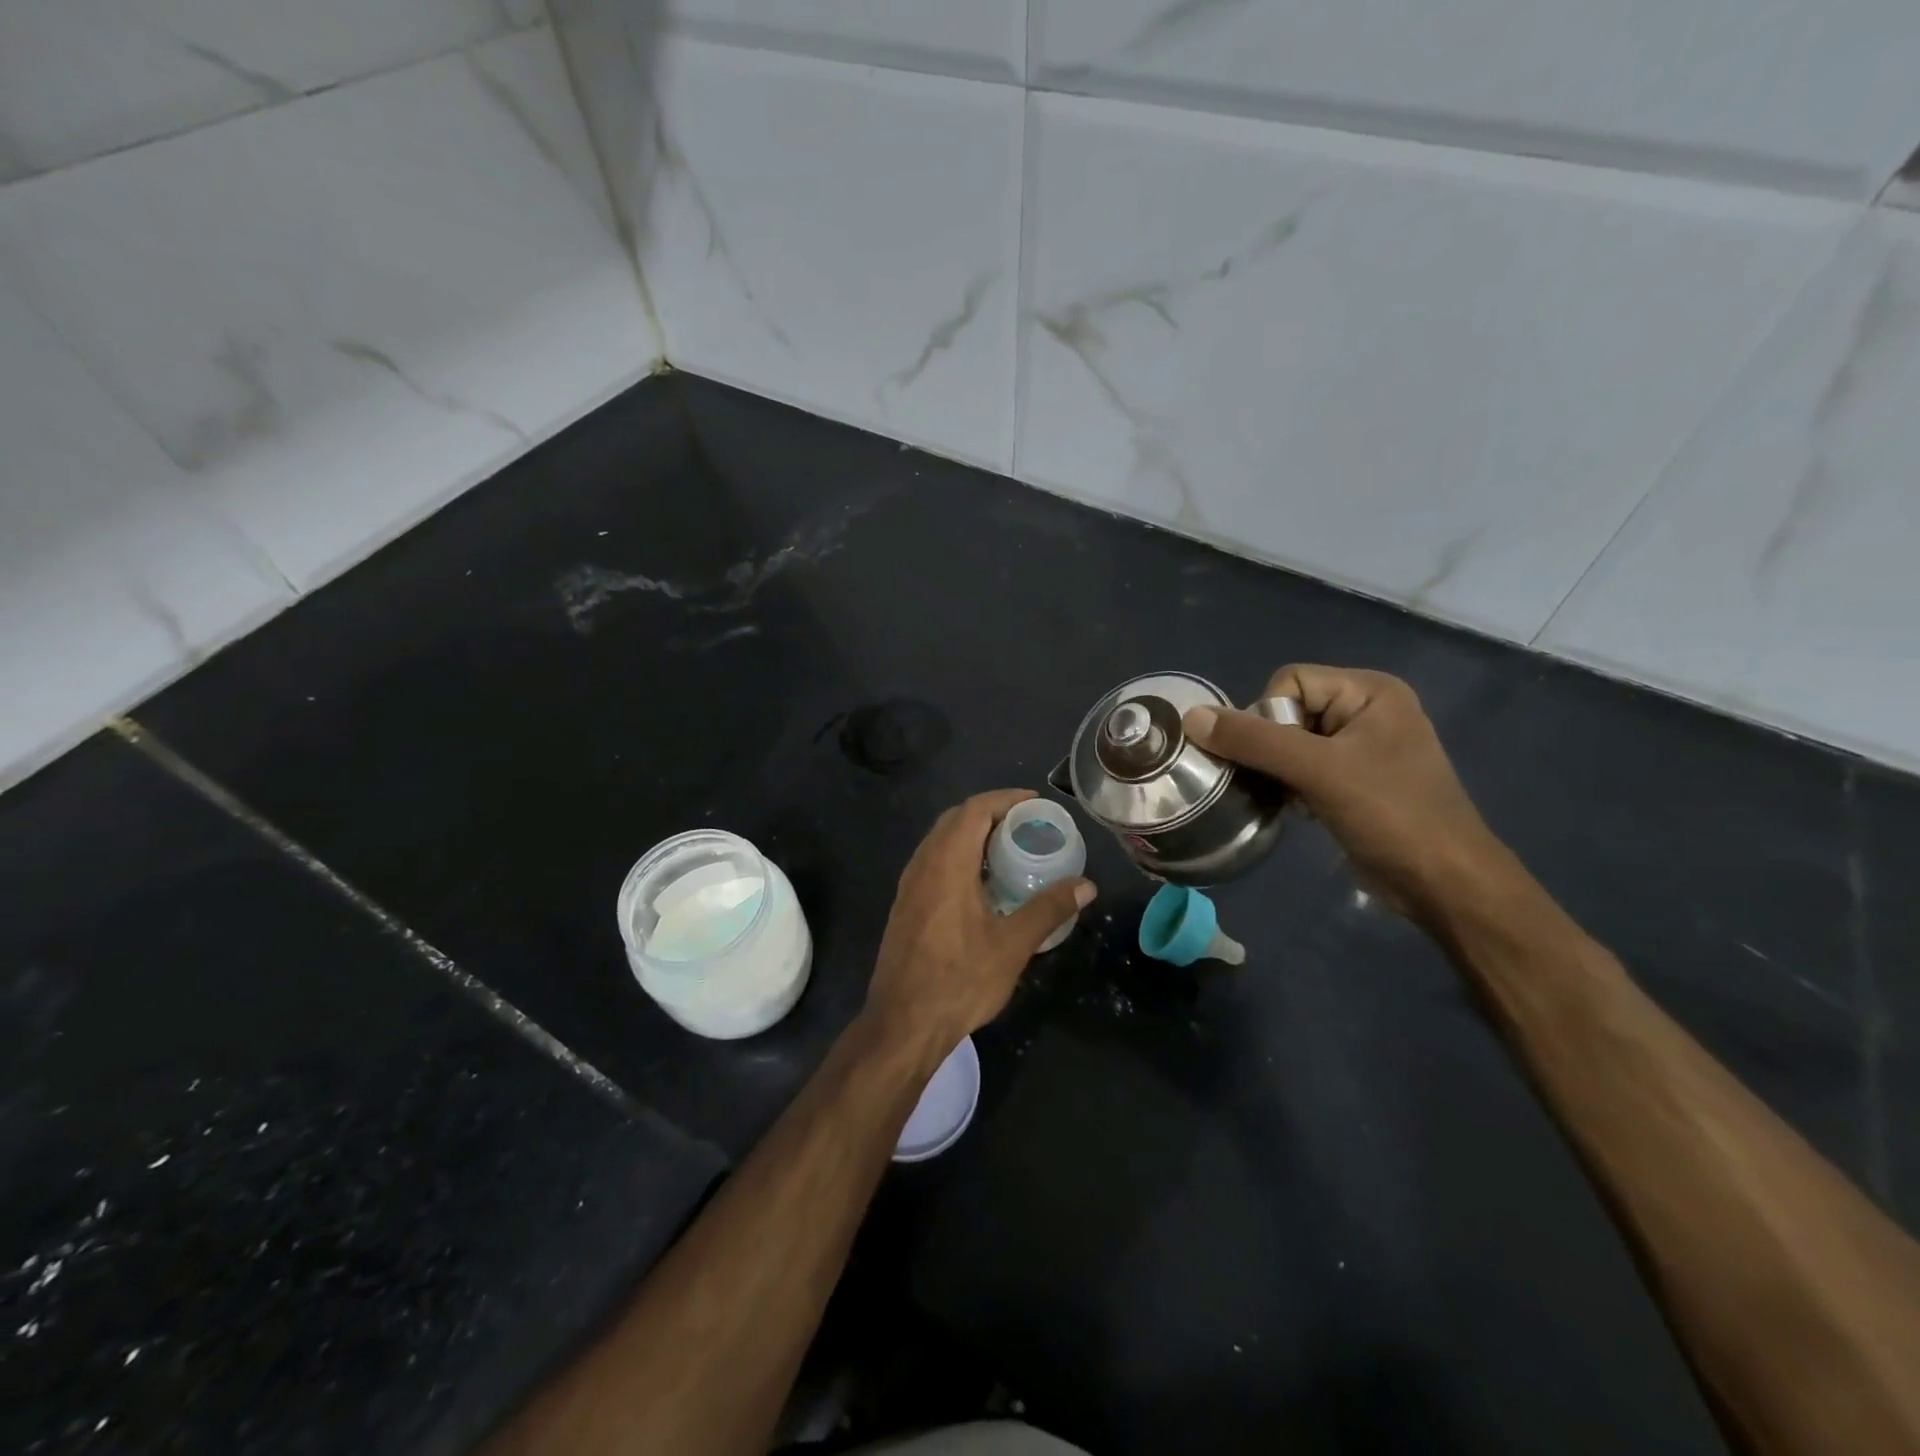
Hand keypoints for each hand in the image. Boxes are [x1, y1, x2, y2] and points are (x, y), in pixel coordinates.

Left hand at [866, 790, 1094, 1051]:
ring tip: (1008, 849)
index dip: (1005, 799)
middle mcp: (922, 865)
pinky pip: (932, 862)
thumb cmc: (959, 980)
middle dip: (990, 812)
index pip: (973, 810)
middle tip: (1026, 824)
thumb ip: (1048, 908)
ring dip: (971, 834)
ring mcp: (908, 886)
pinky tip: (980, 883)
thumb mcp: (1012, 945)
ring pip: (940, 841)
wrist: (902, 1024)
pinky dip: (958, 856)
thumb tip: (1086, 885)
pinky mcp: (904, 906)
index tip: (1035, 803)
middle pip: (955, 819)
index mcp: (946, 864)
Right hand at [1183, 666, 1501, 918]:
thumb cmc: (1390, 814)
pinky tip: (1301, 810)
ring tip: (1294, 800)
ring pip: (1289, 743)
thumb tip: (1191, 718)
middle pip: (1286, 711)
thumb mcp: (1318, 771)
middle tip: (1284, 782)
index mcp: (1369, 691)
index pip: (1288, 681)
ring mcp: (1361, 746)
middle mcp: (1366, 710)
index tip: (1280, 759)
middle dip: (1272, 749)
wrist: (1443, 883)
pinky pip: (1303, 767)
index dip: (1269, 717)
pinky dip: (1291, 786)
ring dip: (1278, 771)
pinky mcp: (1354, 779)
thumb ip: (1254, 741)